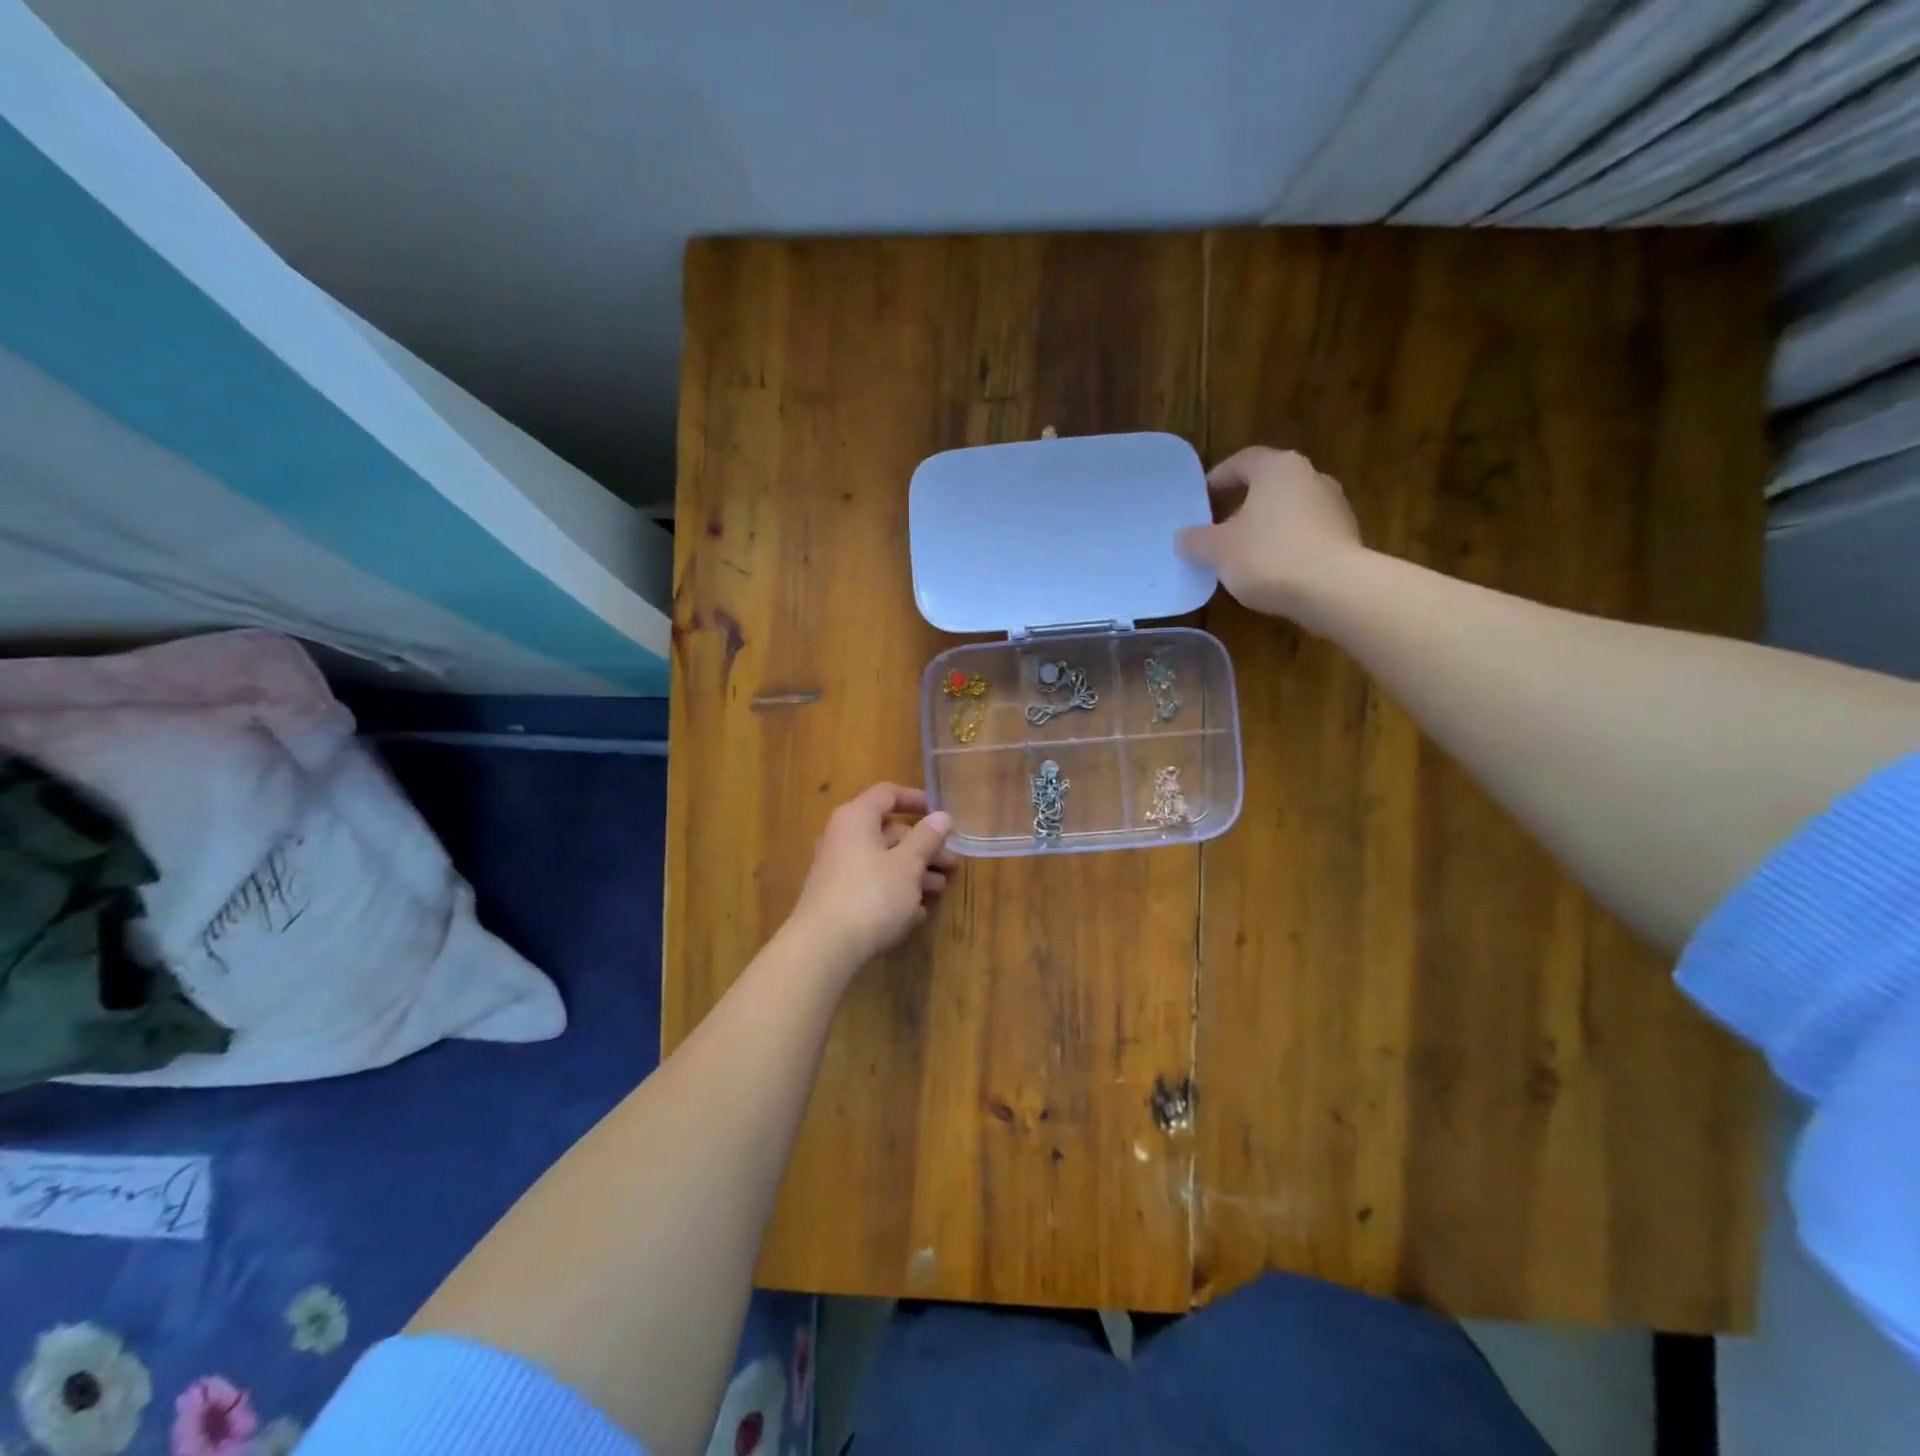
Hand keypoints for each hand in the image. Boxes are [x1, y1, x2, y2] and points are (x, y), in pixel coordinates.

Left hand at [787, 784, 956, 968]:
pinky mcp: (836, 898)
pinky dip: (894, 892)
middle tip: (951, 864)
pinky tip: (916, 913)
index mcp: (856, 818)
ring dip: (913, 872)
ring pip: (882, 861)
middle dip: (923, 846)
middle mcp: (842, 837)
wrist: (824, 947)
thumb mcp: (907, 865)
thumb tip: (942, 816)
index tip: (940, 813)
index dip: (915, 799)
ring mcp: (837, 869)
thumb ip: (926, 838)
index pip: (887, 794)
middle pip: (888, 832)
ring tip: (939, 891)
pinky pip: (871, 885)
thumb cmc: (871, 895)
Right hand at [1175, 447, 1364, 623]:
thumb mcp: (1218, 550)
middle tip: (1217, 530)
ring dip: (1264, 528)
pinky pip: (1305, 535)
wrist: (1334, 589)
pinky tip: (1271, 572)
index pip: (1242, 461)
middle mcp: (1311, 477)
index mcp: (1278, 468)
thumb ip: (1196, 540)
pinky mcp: (1346, 537)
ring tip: (1242, 555)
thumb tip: (1184, 537)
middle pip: (1268, 486)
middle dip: (1241, 506)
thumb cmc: (1268, 556)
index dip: (1218, 479)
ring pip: (1288, 511)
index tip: (1200, 499)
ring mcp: (1334, 506)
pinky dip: (1286, 546)